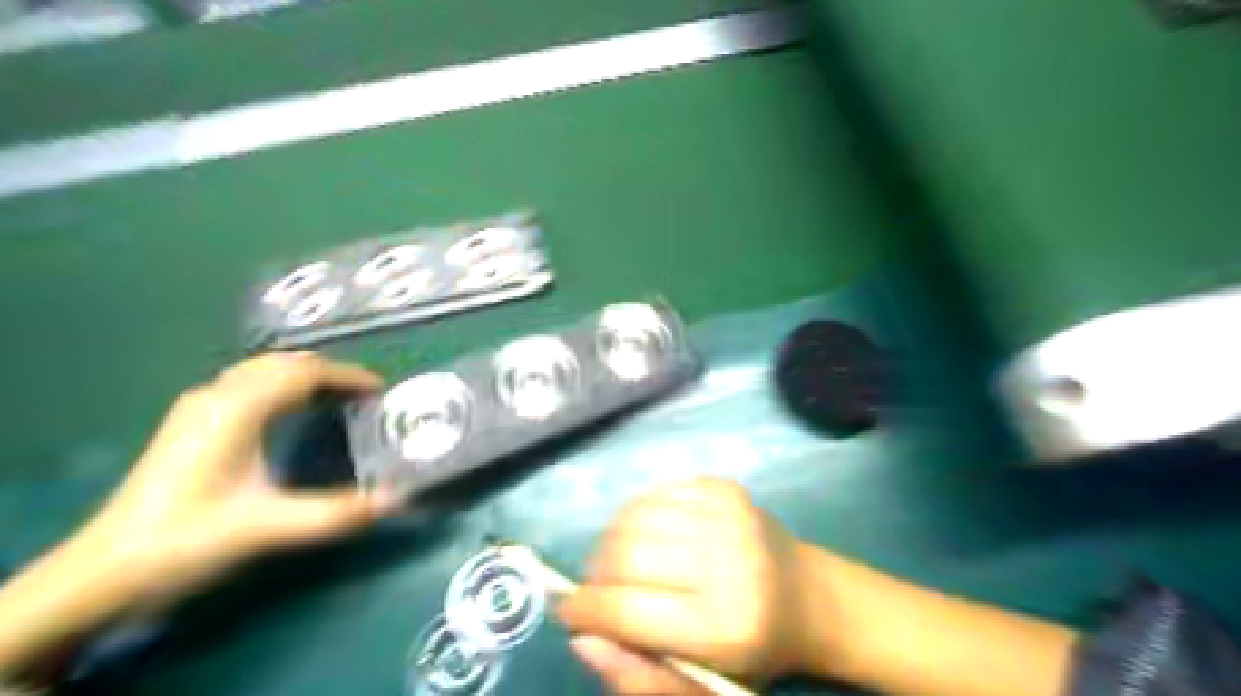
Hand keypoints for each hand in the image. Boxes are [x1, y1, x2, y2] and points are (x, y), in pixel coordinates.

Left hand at [0, 351, 392, 675]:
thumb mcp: (268, 527)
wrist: (105, 571)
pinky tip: (293, 411)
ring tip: (338, 398)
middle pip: (284, 364)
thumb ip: (336, 512)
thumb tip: (397, 498)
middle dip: (330, 373)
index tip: (381, 391)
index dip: (348, 376)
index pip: (304, 373)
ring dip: (305, 377)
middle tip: (365, 395)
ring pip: (263, 371)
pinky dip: (282, 387)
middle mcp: (217, 396)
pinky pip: (249, 385)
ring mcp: (199, 407)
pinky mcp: (192, 424)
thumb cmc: (188, 539)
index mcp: (237, 408)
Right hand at [560, 477, 816, 694]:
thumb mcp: (703, 687)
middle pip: (626, 556)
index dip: (584, 610)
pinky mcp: (725, 488)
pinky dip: (636, 516)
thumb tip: (581, 638)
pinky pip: (655, 493)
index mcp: (724, 626)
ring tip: (616, 563)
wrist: (808, 595)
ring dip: (610, 542)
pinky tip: (646, 537)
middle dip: (594, 575)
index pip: (627, 611)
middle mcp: (727, 562)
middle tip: (594, 589)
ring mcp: (728, 515)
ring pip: (634, 518)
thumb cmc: (752, 652)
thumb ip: (639, 677)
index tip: (566, 613)